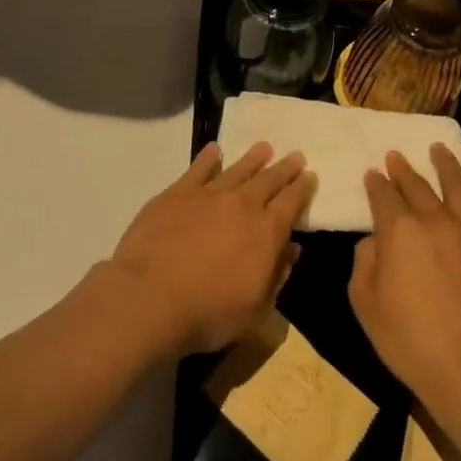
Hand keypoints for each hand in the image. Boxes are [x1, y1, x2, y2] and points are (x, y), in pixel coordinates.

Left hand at [101, 141, 316, 355]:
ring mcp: (207, 196)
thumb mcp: (256, 310)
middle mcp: (242, 205)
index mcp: (266, 232)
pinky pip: (197, 169)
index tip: (310, 176)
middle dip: (284, 168)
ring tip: (263, 147)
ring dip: (253, 158)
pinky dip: (208, 158)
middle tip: (295, 155)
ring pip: (237, 169)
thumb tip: (291, 250)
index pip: (292, 203)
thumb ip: (276, 276)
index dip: (303, 189)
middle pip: (269, 180)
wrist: (149, 298)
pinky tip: (214, 150)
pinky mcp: (175, 194)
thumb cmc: (208, 313)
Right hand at [348, 145, 460, 426]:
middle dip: (403, 170)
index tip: (372, 175)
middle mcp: (436, 221)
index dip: (375, 184)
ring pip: (459, 188)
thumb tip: (375, 242)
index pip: (383, 196)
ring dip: (447, 166)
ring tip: (439, 149)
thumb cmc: (408, 339)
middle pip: (417, 187)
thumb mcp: (364, 303)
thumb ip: (364, 262)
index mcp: (399, 231)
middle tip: (395, 156)